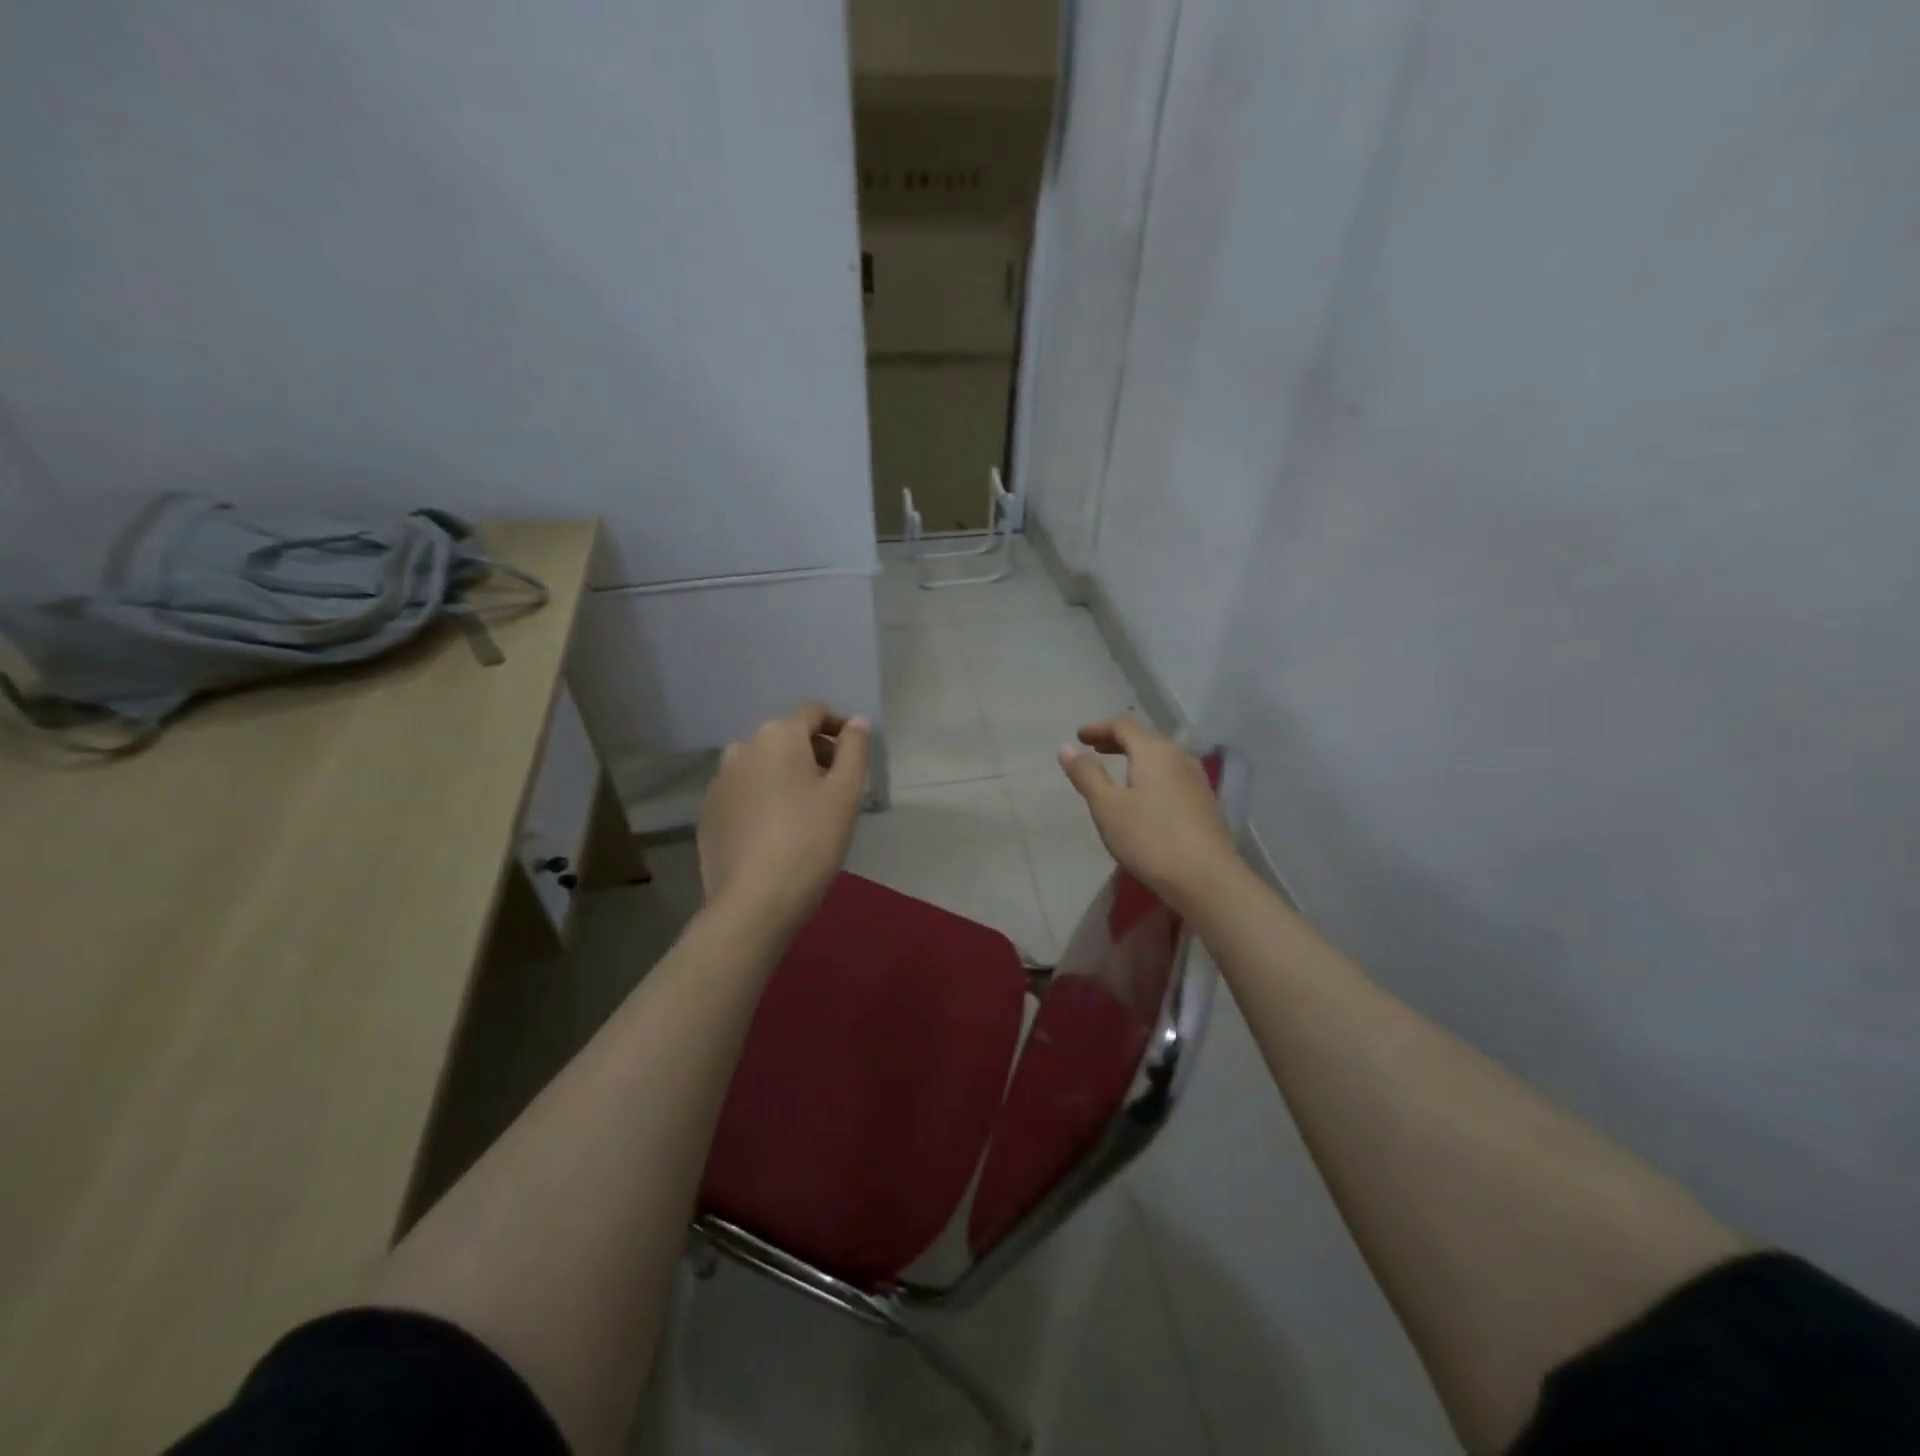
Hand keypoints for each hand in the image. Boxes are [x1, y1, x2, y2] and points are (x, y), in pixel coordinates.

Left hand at [698, 702, 870, 933]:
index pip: (814, 713)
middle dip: (814, 754)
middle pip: (786, 737)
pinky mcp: (708, 812)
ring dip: (786, 776)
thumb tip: (856, 721)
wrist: (754, 901)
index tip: (855, 755)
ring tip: (806, 812)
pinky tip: (776, 831)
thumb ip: (855, 748)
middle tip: (837, 788)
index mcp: (778, 735)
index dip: (839, 727)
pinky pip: (743, 792)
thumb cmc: (810, 840)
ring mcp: (719, 781)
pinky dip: (763, 799)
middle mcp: (742, 747)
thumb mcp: (846, 792)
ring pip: (762, 766)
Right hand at [1059, 716, 1239, 915]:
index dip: (1099, 728)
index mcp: (1155, 752)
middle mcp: (1180, 757)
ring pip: (1162, 757)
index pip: (1123, 726)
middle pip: (1145, 738)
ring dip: (1137, 758)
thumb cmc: (1150, 839)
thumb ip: (1087, 774)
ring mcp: (1197, 780)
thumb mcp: (1107, 807)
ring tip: (1119, 770)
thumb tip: (1067, 748)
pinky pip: (1173, 776)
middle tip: (1095, 749)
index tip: (1079, 736)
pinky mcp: (1206, 802)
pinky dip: (1152, 775)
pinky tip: (1146, 795)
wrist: (1207, 879)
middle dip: (1117, 740)